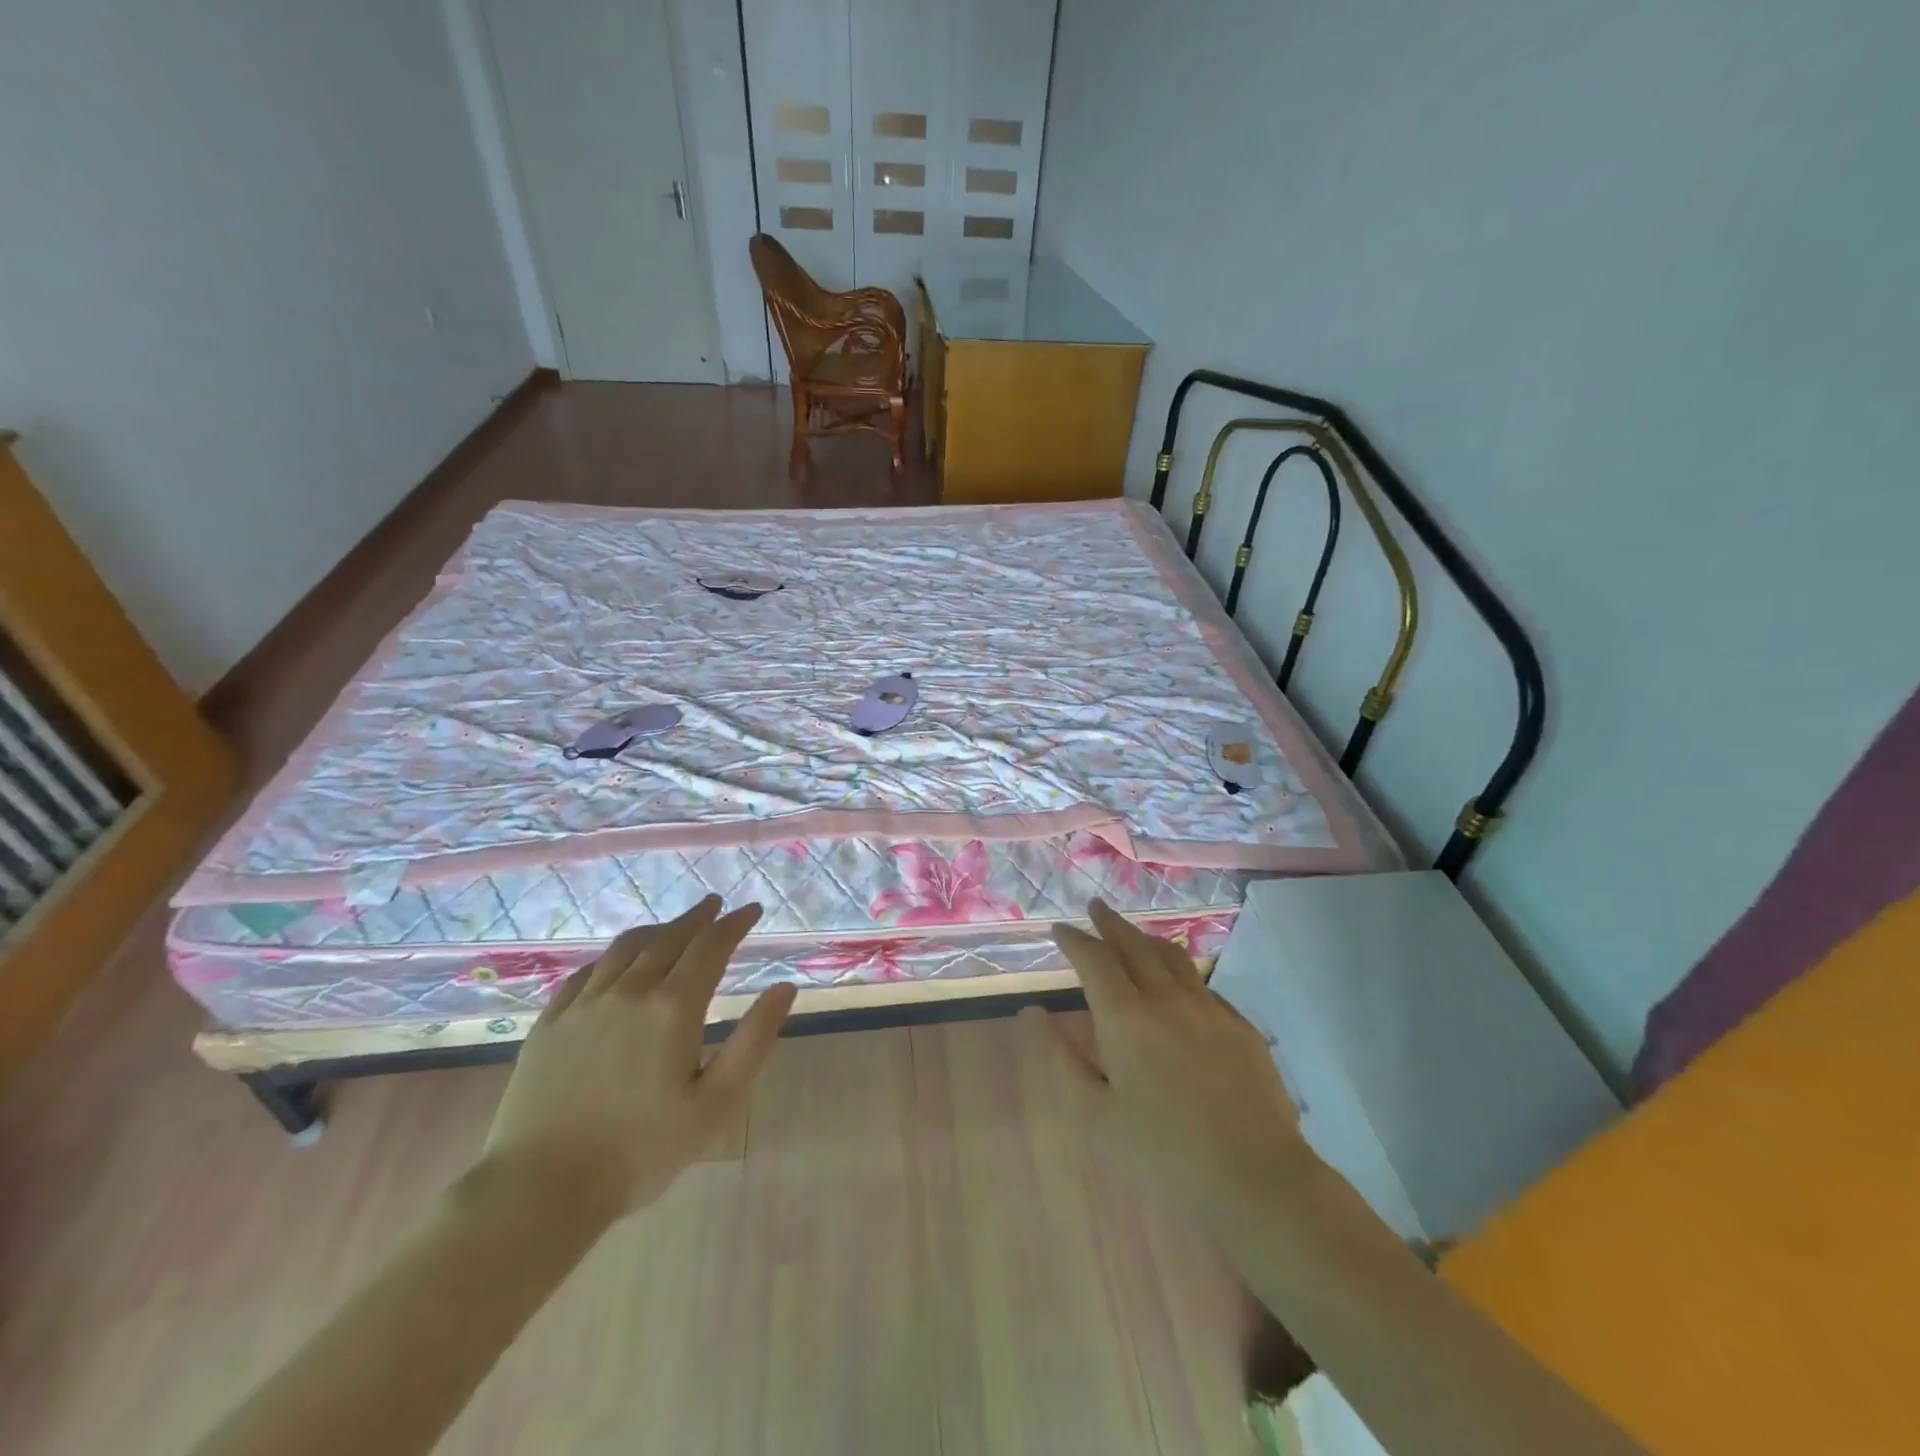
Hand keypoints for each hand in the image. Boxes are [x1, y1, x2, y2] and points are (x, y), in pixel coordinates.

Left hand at [478, 896, 794, 1226]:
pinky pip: (586, 972)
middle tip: (716, 906)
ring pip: (626, 948)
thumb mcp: (715, 1103)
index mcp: (673, 1007)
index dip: (734, 924)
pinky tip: (615, 962)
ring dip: (657, 930)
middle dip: (698, 918)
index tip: (752, 910)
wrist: (539, 1190)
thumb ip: (754, 1040)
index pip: (711, 946)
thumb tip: (785, 988)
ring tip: (674, 926)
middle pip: (670, 938)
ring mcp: (584, 1004)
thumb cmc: (641, 1151)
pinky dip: (612, 956)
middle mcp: (629, 991)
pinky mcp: (549, 1023)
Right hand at [1047, 899, 1314, 1228]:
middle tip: (1095, 907)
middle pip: (1134, 945)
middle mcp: (1167, 999)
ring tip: (1133, 933)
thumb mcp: (1096, 1114)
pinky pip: (1202, 984)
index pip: (1094, 960)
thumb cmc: (1163, 1154)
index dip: (1074, 939)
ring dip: (1146, 938)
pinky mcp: (1240, 1025)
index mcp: (1126, 1018)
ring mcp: (1209, 1008)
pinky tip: (1179, 982)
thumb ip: (1061, 1057)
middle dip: (1110, 923)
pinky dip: (1179, 970)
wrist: (1256, 1178)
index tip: (1060, 928)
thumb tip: (1032, 1013)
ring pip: (1172, 956)